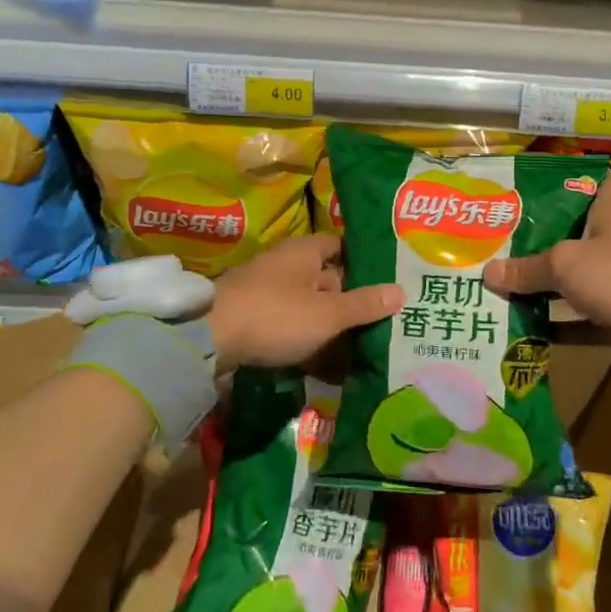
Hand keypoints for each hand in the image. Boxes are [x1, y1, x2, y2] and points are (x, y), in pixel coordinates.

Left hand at [207, 234, 402, 371]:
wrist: (210, 339)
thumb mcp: (328, 313)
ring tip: (361, 349)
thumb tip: (401, 291)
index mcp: (304, 252)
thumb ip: (364, 304)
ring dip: (329, 327)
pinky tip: (326, 366)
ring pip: (308, 307)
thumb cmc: (277, 315)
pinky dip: (307, 343)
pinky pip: (290, 327)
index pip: (340, 246)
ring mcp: (266, 293)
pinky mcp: (253, 320)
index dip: (363, 260)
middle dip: (350, 300)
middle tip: (383, 320)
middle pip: (326, 279)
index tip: (388, 278)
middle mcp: (285, 265)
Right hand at [482, 173, 610, 363]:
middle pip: (577, 235)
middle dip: (542, 241)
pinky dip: (559, 327)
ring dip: (545, 288)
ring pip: (576, 281)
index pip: (602, 182)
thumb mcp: (566, 264)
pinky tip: (525, 329)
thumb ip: (527, 269)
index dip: (577, 180)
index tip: (543, 188)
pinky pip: (583, 321)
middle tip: (501, 244)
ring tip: (502, 287)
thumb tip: (488, 273)